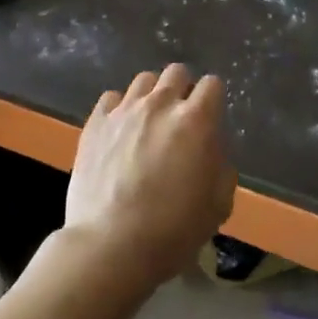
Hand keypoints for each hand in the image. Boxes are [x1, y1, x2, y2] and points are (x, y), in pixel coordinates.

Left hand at [64, 64, 236, 290]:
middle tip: (179, 120)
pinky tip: (119, 131)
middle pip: (177, 72)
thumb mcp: (218, 205)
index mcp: (196, 120)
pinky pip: (111, 98)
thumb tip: (211, 151)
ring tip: (148, 122)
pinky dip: (119, 109)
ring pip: (144, 80)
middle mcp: (161, 104)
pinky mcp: (95, 122)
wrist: (111, 245)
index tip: (209, 120)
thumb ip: (221, 167)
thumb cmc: (173, 230)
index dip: (213, 100)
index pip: (212, 84)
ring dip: (152, 96)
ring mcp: (124, 110)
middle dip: (183, 90)